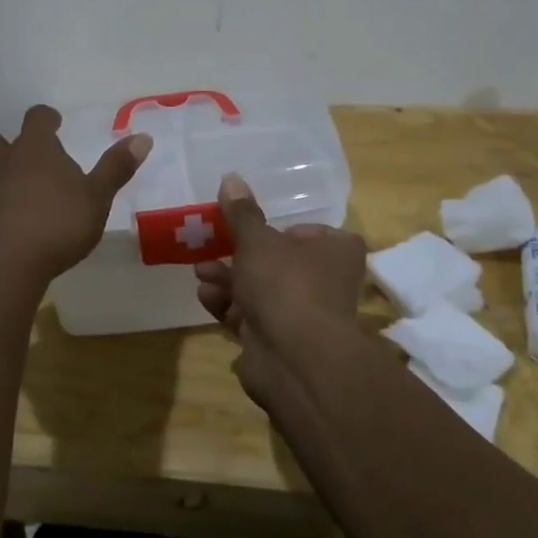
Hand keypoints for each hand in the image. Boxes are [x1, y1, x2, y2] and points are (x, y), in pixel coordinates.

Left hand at [0, 105, 151, 281]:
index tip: (53, 123)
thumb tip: (141, 137)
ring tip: (8, 210)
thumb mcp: (97, 199)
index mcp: (34, 151)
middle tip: (22, 164)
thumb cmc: (55, 226)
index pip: (37, 119)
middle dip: (4, 147)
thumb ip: (116, 168)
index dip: (45, 119)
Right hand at [195, 173, 365, 404]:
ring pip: (261, 290)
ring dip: (229, 280)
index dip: (281, 230)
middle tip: (211, 247)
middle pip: (278, 262)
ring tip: (201, 273)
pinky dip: (229, 307)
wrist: (294, 359)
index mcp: (336, 252)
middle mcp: (326, 282)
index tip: (252, 229)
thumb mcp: (257, 240)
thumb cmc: (284, 285)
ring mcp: (303, 315)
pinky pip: (251, 317)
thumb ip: (242, 213)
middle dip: (239, 256)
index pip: (310, 233)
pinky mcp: (280, 342)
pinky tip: (206, 297)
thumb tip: (231, 177)